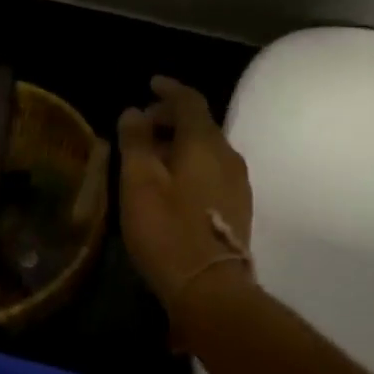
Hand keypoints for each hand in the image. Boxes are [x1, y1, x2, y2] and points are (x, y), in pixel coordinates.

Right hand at [117, 77, 254, 311]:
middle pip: (200, 123)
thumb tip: (134, 111)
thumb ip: (136, 141)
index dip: (169, 89)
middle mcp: (227, 154)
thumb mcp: (139, 183)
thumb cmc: (168, 231)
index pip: (189, 100)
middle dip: (170, 118)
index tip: (150, 84)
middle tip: (141, 127)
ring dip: (180, 143)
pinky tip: (172, 183)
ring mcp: (238, 182)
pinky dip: (191, 163)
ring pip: (207, 147)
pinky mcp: (238, 206)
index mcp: (205, 142)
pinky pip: (213, 168)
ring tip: (151, 157)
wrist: (211, 289)